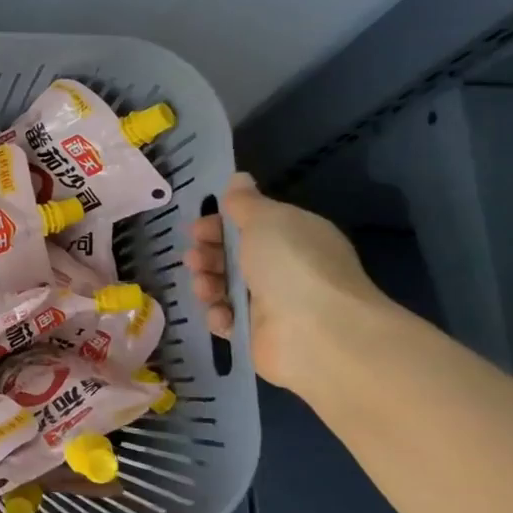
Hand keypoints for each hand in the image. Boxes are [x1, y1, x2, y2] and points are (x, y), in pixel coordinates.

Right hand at [182, 172, 383, 391]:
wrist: (318, 332)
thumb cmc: (291, 265)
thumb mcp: (266, 219)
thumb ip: (246, 201)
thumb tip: (238, 178)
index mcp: (293, 236)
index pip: (251, 225)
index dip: (220, 224)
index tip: (196, 228)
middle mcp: (285, 268)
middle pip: (233, 256)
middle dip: (208, 254)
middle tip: (194, 258)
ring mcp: (272, 303)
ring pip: (225, 287)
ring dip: (207, 283)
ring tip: (205, 287)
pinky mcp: (259, 335)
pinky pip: (228, 320)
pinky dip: (219, 315)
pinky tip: (221, 314)